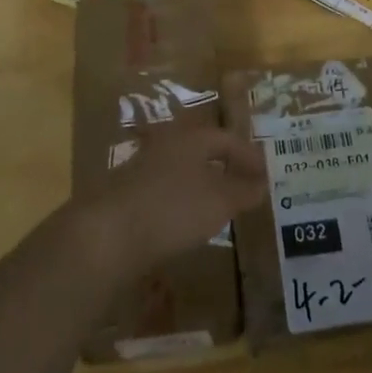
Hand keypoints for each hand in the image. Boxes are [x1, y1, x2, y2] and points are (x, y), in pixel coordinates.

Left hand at [73, 125, 267, 277]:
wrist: (105, 234)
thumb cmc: (172, 209)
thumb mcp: (219, 202)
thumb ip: (243, 191)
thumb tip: (261, 184)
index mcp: (191, 138)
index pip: (227, 139)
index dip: (249, 156)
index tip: (266, 175)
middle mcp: (165, 144)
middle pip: (202, 150)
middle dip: (224, 166)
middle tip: (244, 185)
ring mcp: (141, 168)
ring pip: (181, 170)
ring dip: (201, 184)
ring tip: (218, 205)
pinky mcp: (125, 194)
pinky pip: (164, 191)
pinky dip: (181, 201)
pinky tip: (184, 222)